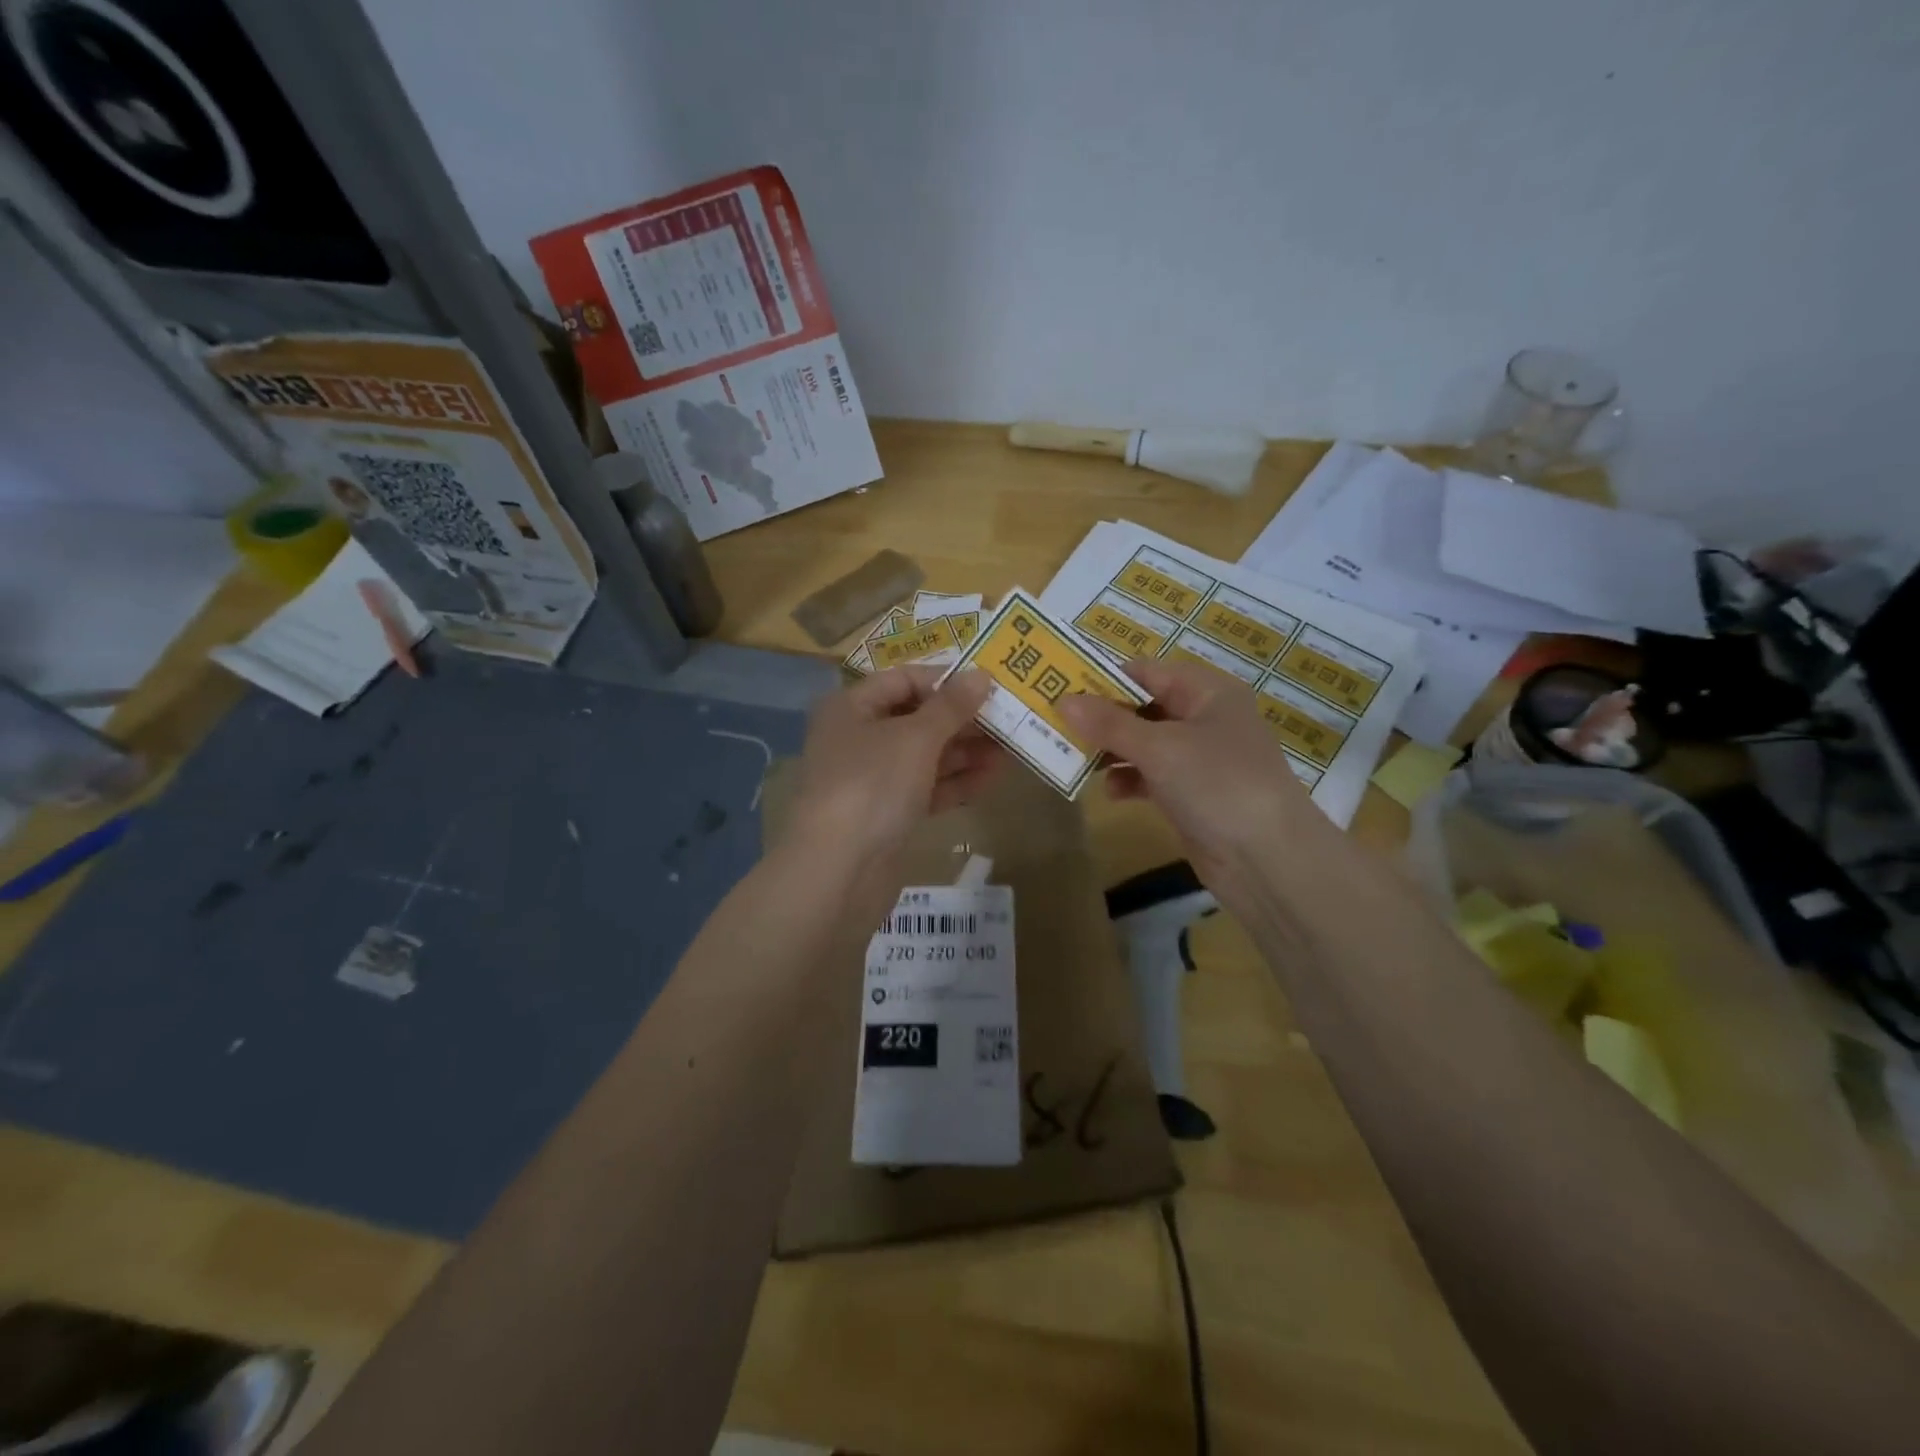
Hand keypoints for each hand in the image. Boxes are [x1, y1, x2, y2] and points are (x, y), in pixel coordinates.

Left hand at [780, 666, 999, 909]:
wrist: (839, 870)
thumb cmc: (873, 785)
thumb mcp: (916, 738)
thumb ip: (951, 706)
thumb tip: (981, 675)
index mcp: (852, 708)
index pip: (903, 679)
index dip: (945, 680)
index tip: (988, 687)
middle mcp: (858, 738)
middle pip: (916, 718)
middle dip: (961, 719)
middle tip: (1008, 719)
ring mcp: (872, 779)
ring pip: (924, 755)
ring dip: (965, 751)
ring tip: (1010, 748)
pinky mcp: (887, 815)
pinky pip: (925, 788)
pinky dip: (955, 782)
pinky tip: (991, 778)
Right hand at [1057, 658, 1336, 892]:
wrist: (1268, 859)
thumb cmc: (1217, 784)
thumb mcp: (1159, 748)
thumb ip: (1109, 724)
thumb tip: (1063, 700)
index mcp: (1207, 692)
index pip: (1147, 671)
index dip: (1105, 678)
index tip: (1061, 686)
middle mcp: (1205, 718)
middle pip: (1143, 707)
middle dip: (1103, 718)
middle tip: (1057, 724)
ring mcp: (1200, 759)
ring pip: (1145, 743)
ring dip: (1112, 751)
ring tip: (1076, 759)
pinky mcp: (1193, 794)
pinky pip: (1152, 776)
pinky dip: (1130, 780)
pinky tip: (1111, 792)